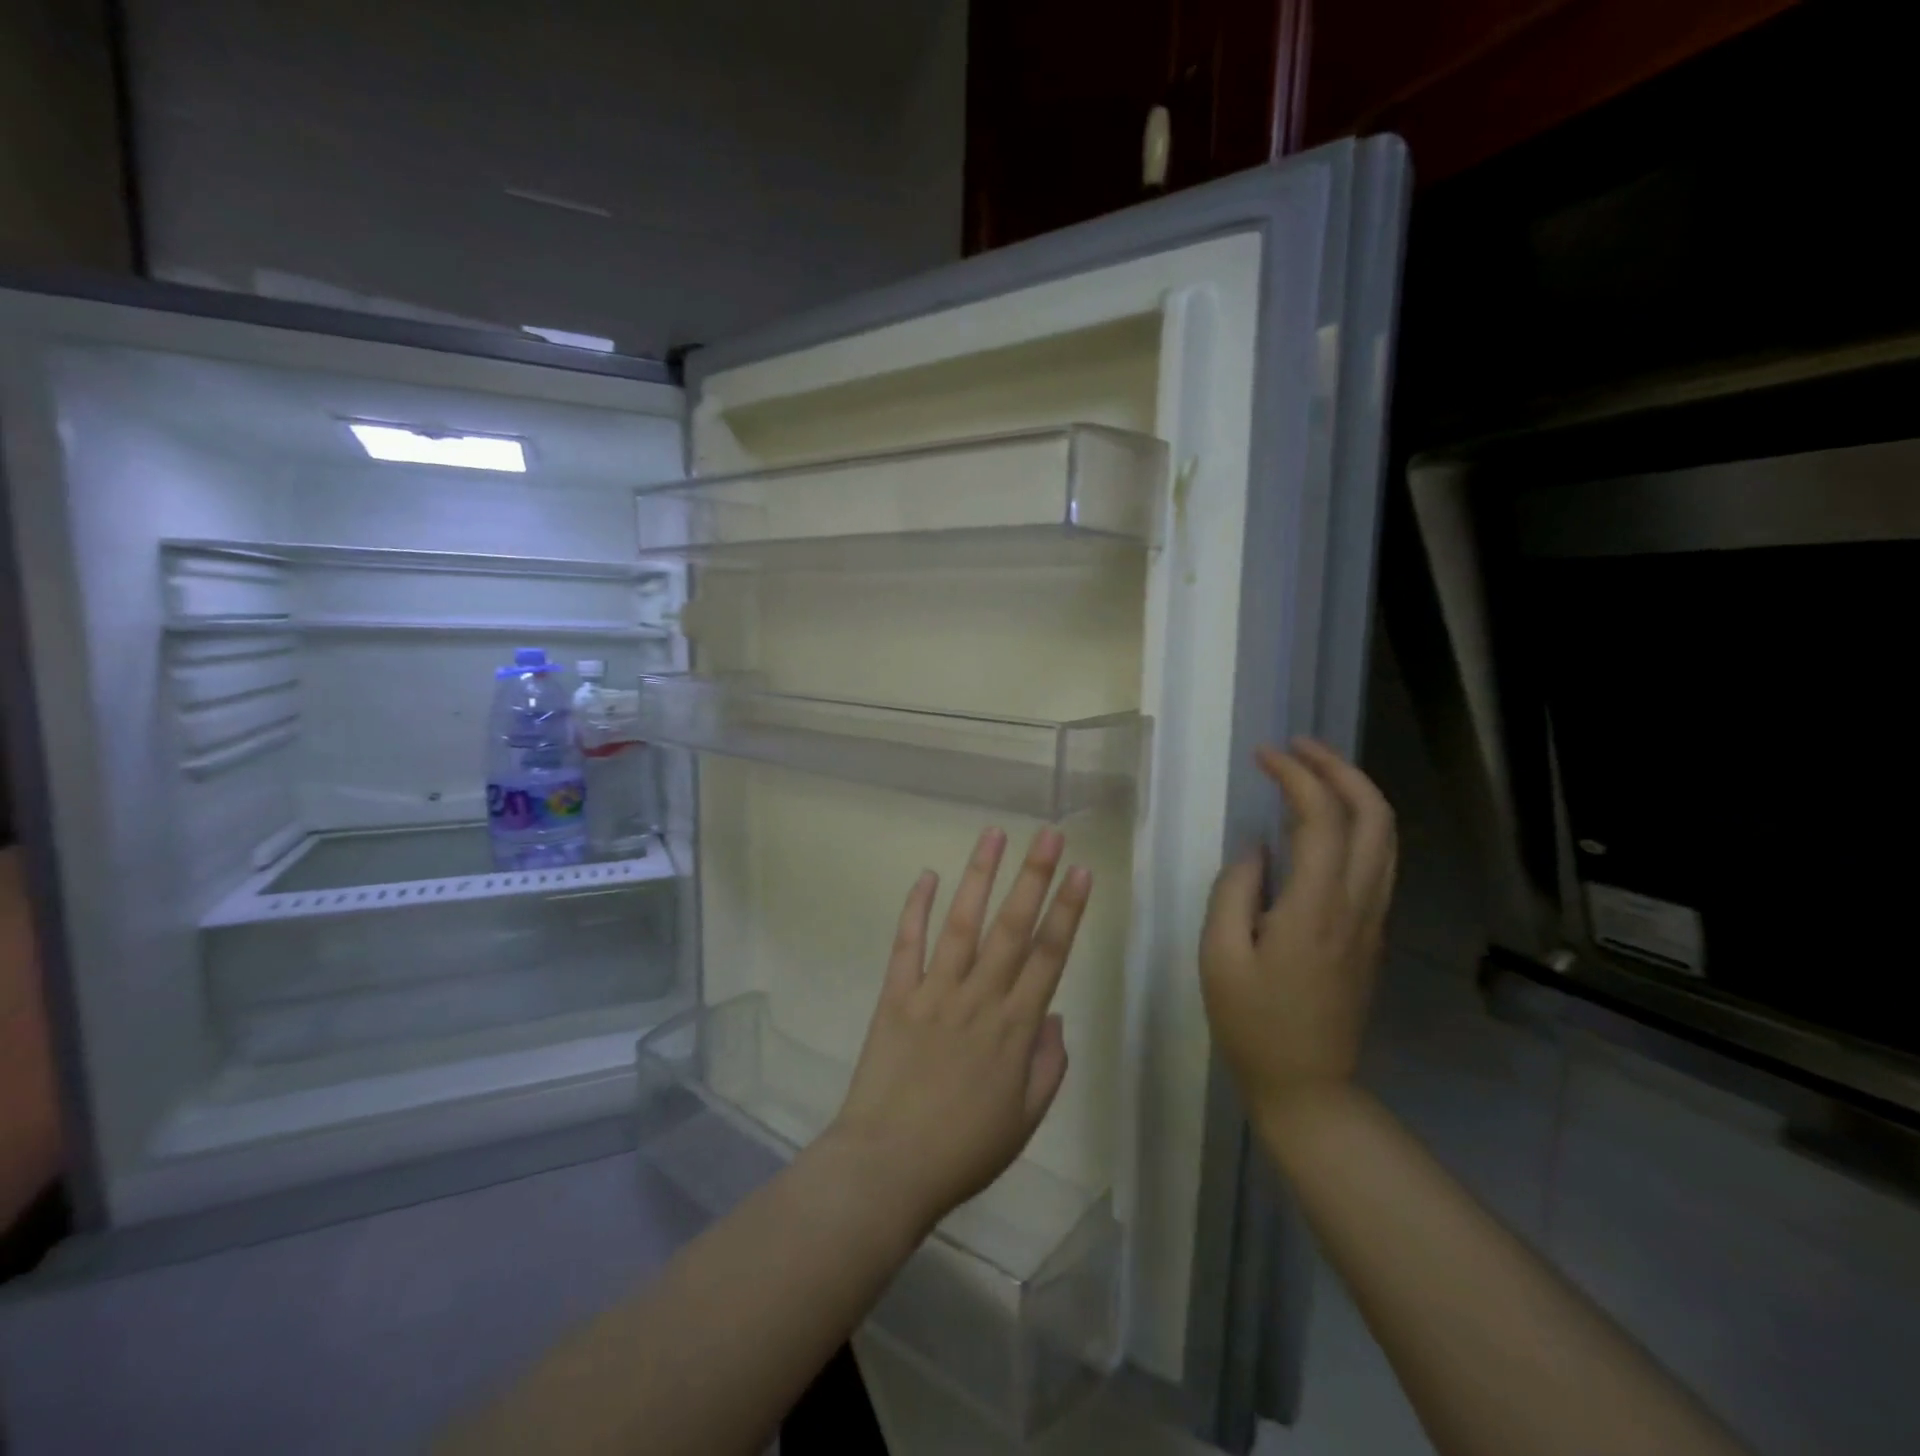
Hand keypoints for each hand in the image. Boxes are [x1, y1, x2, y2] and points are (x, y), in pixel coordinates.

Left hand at [821, 825, 1091, 1239]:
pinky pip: (908, 944)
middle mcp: (979, 997)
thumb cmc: (964, 1150)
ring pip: (962, 923)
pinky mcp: (896, 995)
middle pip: (1012, 927)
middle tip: (1049, 834)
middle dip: (1034, 876)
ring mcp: (934, 992)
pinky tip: (927, 876)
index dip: (1068, 910)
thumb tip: (1054, 1015)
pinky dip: (916, 908)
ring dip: (979, 875)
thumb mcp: (1025, 1120)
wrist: (888, 1167)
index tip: (1081, 871)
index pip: (1049, 955)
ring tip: (993, 834)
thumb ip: (1049, 1065)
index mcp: (1015, 1027)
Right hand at [1200, 740, 1396, 1117]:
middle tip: (1298, 748)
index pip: (1321, 818)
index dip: (1296, 776)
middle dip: (1340, 768)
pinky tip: (1322, 822)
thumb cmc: (1252, 1023)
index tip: (1263, 755)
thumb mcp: (1218, 956)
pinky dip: (1357, 822)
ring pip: (1386, 836)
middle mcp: (1357, 904)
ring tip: (1312, 771)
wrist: (1308, 1086)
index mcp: (1316, 908)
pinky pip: (1378, 860)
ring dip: (1355, 792)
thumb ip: (1234, 891)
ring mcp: (1372, 919)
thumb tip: (1258, 849)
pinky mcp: (1371, 932)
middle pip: (1374, 816)